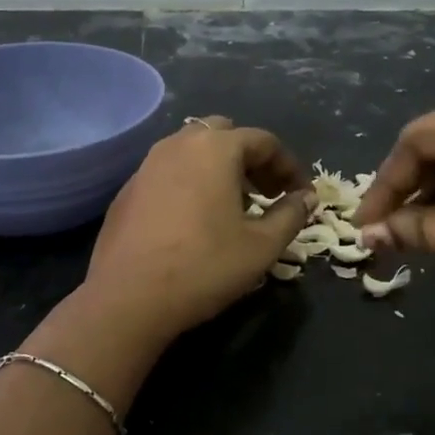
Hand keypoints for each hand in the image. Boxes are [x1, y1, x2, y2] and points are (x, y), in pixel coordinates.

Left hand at [83, 116, 313, 340]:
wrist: (128, 298)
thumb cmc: (204, 266)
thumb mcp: (262, 246)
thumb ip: (290, 215)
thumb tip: (306, 198)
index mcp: (216, 148)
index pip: (264, 141)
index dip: (289, 167)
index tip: (301, 196)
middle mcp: (179, 144)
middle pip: (225, 135)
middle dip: (252, 160)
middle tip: (267, 194)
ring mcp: (147, 165)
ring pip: (193, 151)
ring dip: (220, 169)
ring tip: (234, 206)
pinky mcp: (127, 190)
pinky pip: (168, 172)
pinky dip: (191, 183)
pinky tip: (195, 220)